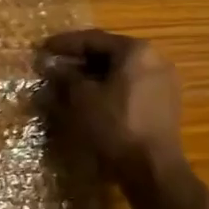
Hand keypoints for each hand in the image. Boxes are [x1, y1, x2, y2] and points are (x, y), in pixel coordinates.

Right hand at [36, 30, 182, 186]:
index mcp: (136, 50)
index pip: (94, 39)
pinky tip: (92, 100)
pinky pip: (131, 86)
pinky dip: (110, 89)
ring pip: (120, 71)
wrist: (153, 169)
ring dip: (94, 76)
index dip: (65, 44)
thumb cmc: (116, 125)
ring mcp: (163, 81)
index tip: (44, 48)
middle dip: (80, 60)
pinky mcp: (165, 103)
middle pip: (109, 53)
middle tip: (55, 66)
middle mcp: (154, 59)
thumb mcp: (83, 99)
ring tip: (69, 84)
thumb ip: (66, 77)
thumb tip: (51, 66)